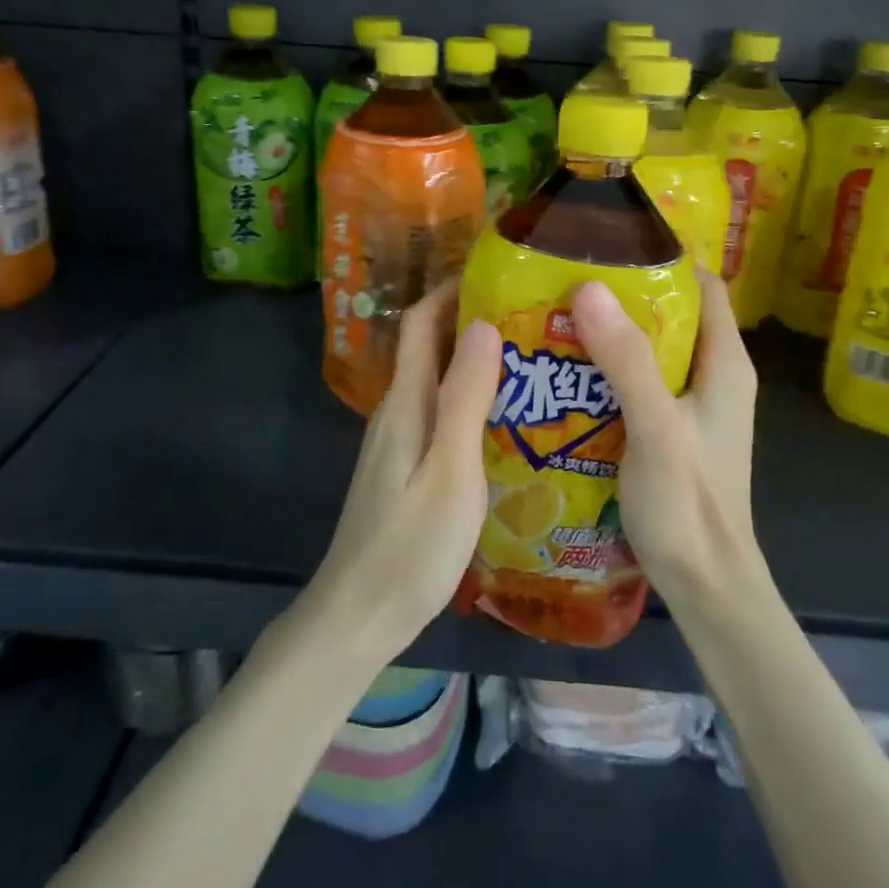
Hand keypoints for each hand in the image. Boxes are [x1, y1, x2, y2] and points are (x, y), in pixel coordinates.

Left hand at [301, 281, 501, 665]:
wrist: (358, 614)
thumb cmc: (410, 546)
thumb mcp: (452, 471)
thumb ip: (466, 397)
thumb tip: (482, 324)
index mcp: (406, 402)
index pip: (421, 323)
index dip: (451, 290)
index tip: (497, 273)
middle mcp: (397, 409)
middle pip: (429, 345)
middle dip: (472, 319)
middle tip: (531, 315)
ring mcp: (398, 439)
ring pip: (435, 379)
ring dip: (474, 358)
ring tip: (529, 357)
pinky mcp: (404, 465)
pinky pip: (438, 410)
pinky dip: (469, 395)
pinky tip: (505, 416)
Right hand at [571, 268, 761, 607]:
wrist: (706, 587)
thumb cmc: (690, 506)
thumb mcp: (656, 427)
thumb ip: (626, 360)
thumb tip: (588, 287)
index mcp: (724, 363)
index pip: (701, 285)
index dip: (661, 260)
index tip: (606, 246)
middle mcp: (711, 376)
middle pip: (669, 314)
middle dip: (621, 296)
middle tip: (563, 283)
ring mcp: (690, 406)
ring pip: (648, 351)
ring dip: (608, 336)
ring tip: (554, 321)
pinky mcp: (668, 432)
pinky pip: (635, 384)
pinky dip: (604, 372)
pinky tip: (564, 375)